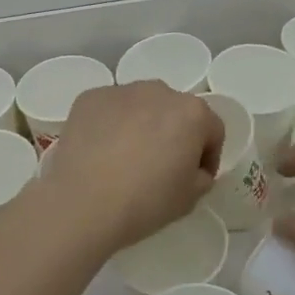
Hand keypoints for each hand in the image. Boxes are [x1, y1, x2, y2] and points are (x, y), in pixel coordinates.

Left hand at [37, 82, 222, 254]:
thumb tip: (192, 168)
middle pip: (175, 111)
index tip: (195, 177)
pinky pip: (109, 109)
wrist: (83, 203)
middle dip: (173, 133)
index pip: (212, 130)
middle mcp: (159, 91)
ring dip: (141, 124)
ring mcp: (121, 91)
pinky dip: (110, 124)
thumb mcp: (190, 199)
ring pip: (141, 105)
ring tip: (126, 157)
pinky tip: (100, 152)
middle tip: (160, 166)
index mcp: (192, 113)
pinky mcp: (89, 97)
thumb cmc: (145, 202)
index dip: (207, 156)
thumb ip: (201, 176)